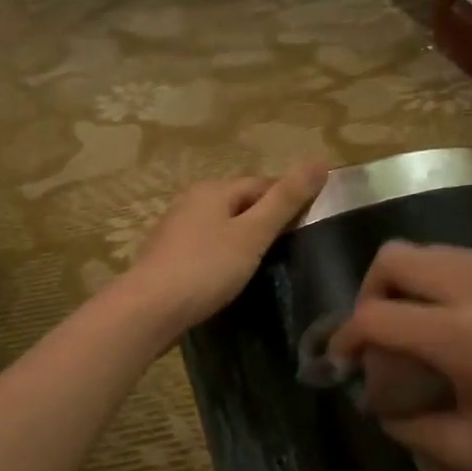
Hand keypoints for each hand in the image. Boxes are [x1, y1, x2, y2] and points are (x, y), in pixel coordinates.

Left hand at [120, 164, 330, 335]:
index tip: (308, 225)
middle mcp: (189, 202)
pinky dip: (219, 259)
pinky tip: (227, 279)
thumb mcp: (253, 234)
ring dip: (240, 242)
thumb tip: (320, 161)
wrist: (150, 309)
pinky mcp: (165, 258)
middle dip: (262, 221)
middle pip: (238, 204)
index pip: (261, 184)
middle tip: (288, 251)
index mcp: (212, 190)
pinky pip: (203, 250)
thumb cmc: (206, 268)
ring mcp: (173, 231)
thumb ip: (286, 200)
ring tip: (262, 267)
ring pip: (219, 228)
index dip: (287, 200)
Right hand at [328, 243, 471, 470]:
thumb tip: (379, 405)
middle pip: (399, 255)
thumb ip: (412, 427)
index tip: (344, 359)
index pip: (374, 316)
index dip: (345, 337)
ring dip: (424, 288)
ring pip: (446, 254)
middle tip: (383, 330)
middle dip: (374, 291)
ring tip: (438, 330)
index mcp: (466, 337)